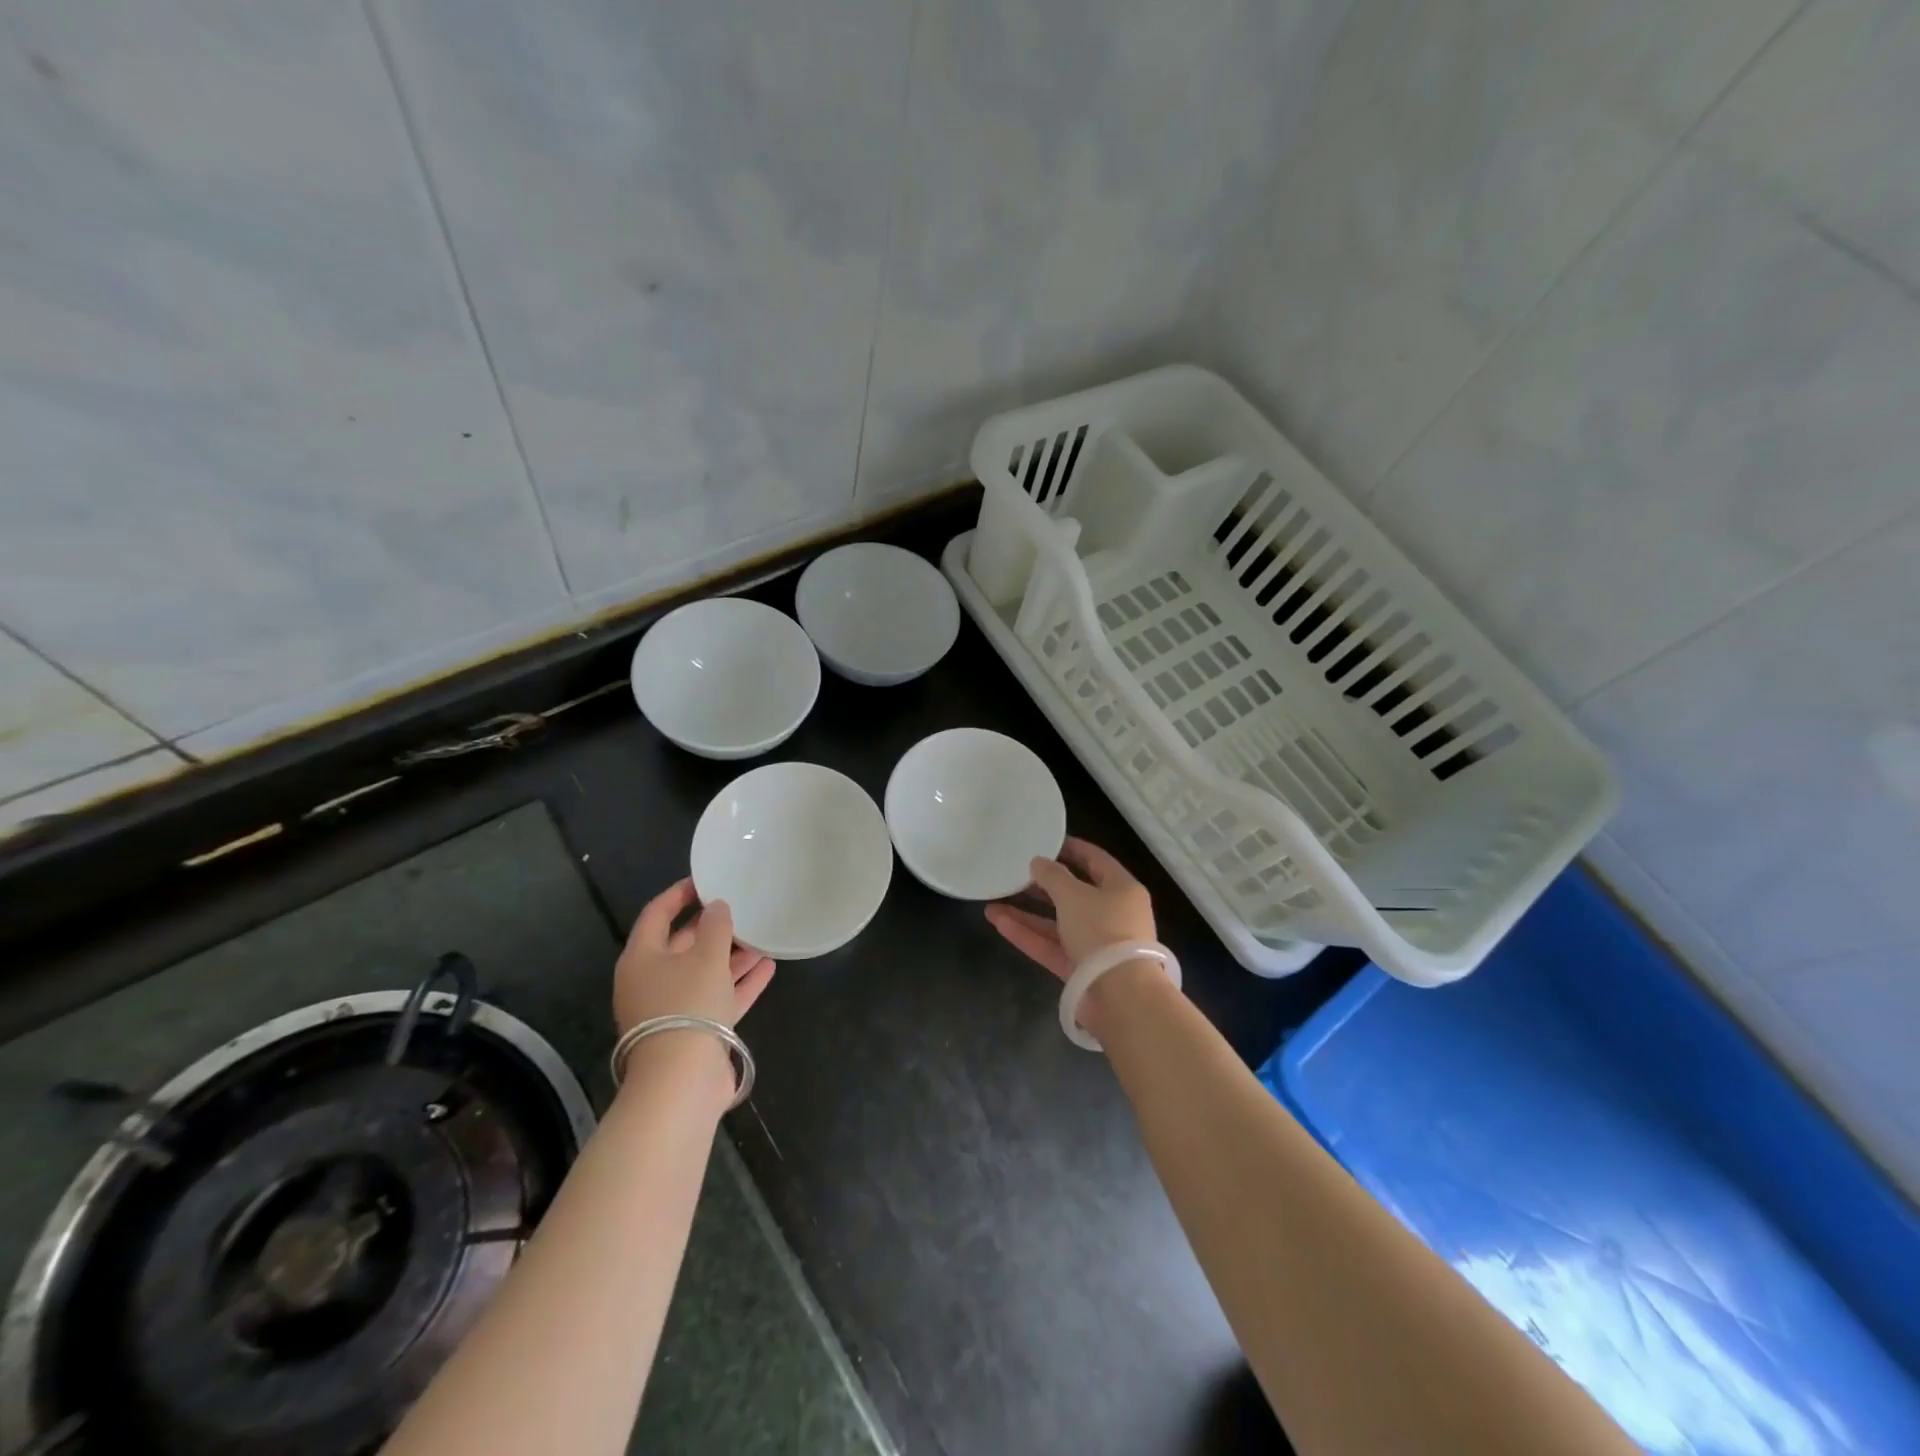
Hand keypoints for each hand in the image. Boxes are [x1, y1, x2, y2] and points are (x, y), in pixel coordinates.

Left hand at [614, 879, 775, 1033]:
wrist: (682, 1081)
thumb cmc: (687, 1004)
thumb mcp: (705, 956)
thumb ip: (715, 926)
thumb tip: (717, 907)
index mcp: (642, 958)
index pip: (656, 914)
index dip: (679, 894)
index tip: (706, 880)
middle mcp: (652, 981)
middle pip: (682, 945)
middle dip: (712, 927)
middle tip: (740, 907)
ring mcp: (673, 1009)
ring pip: (703, 972)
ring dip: (731, 956)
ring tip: (761, 936)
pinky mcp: (694, 1032)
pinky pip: (718, 998)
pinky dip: (740, 983)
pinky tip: (768, 967)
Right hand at [984, 837, 1157, 981]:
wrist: (1121, 997)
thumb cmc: (1103, 931)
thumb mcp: (1074, 895)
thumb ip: (1052, 876)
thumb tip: (1038, 862)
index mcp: (1122, 889)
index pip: (1095, 860)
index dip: (1070, 849)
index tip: (1044, 841)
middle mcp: (1112, 914)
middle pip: (1074, 893)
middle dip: (1042, 884)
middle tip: (1014, 873)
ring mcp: (1095, 944)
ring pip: (1057, 922)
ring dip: (1027, 912)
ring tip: (993, 900)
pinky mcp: (1080, 969)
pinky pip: (1051, 945)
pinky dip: (1027, 934)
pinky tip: (998, 922)